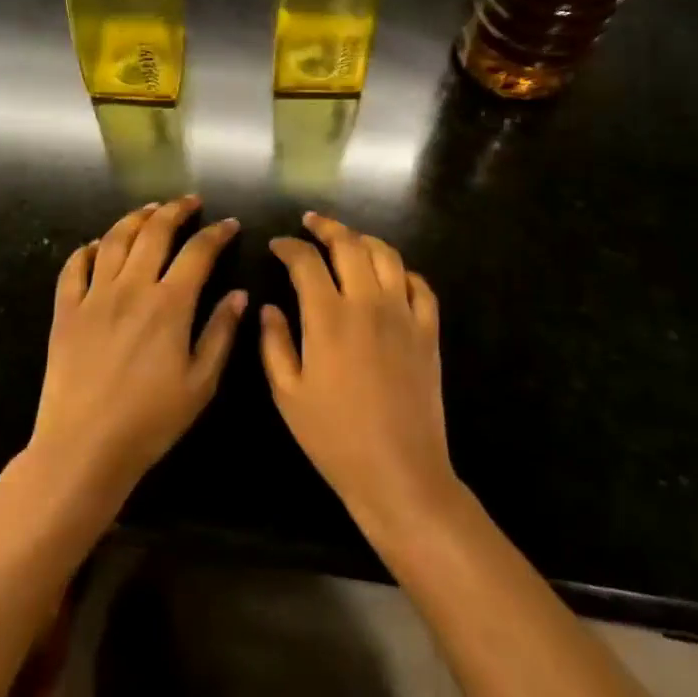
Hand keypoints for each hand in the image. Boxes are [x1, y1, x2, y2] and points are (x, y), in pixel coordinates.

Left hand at [28, 196, 246, 505]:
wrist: (84, 447)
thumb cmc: (151, 420)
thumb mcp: (200, 383)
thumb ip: (220, 333)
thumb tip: (238, 294)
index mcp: (169, 304)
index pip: (198, 252)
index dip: (216, 233)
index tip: (228, 223)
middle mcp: (132, 287)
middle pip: (155, 232)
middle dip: (176, 210)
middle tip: (189, 202)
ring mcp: (95, 296)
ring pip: (115, 239)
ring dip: (135, 218)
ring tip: (150, 210)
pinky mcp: (66, 311)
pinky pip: (74, 267)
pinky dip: (87, 249)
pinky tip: (97, 245)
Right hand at [260, 213, 456, 539]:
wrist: (399, 473)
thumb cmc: (335, 438)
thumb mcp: (288, 395)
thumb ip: (274, 344)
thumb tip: (269, 307)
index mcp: (328, 317)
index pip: (306, 261)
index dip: (289, 246)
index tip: (277, 245)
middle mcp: (367, 303)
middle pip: (349, 244)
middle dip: (326, 226)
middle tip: (311, 223)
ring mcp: (403, 314)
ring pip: (386, 255)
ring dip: (364, 240)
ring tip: (348, 240)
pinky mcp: (428, 331)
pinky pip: (420, 285)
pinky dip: (402, 271)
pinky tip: (389, 276)